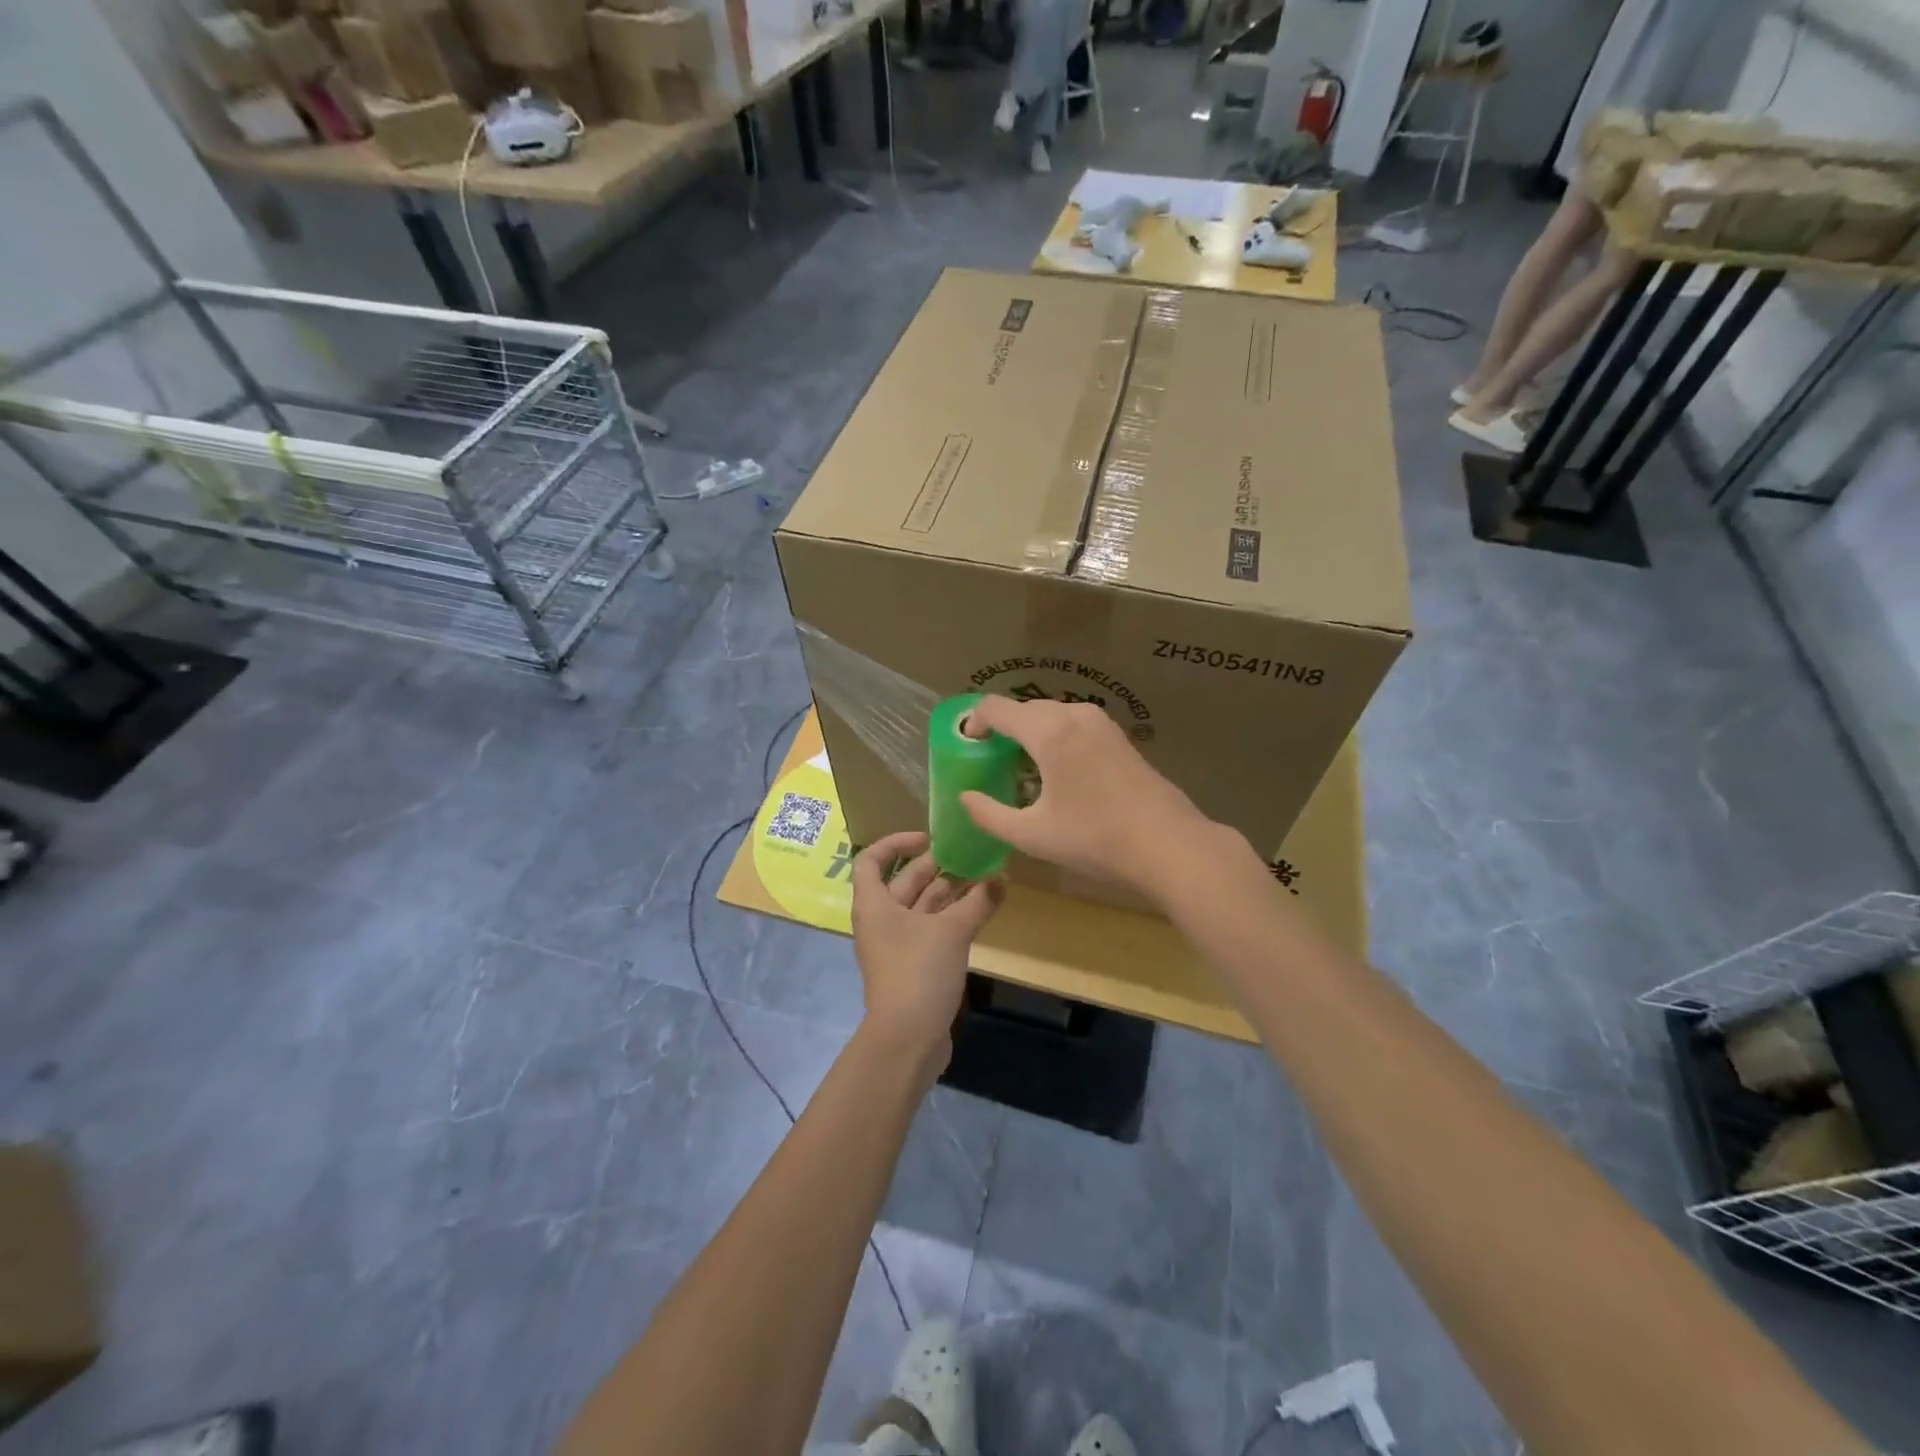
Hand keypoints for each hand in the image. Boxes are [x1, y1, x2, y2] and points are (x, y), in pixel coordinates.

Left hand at [850, 831, 1003, 1063]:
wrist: (908, 1040)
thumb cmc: (918, 973)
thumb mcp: (952, 931)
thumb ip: (978, 901)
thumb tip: (1002, 878)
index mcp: (875, 905)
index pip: (871, 860)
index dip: (895, 843)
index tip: (928, 839)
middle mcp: (882, 921)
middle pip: (905, 882)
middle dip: (936, 867)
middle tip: (971, 854)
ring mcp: (898, 945)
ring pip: (923, 907)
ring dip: (951, 892)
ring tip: (986, 877)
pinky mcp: (915, 966)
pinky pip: (933, 930)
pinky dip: (954, 917)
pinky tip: (982, 909)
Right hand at [958, 696, 1211, 900]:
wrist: (1169, 844)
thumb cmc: (1094, 838)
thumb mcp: (1032, 834)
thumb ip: (989, 814)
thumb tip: (966, 798)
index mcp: (1048, 730)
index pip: (995, 708)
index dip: (974, 724)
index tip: (968, 750)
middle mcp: (1074, 714)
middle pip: (1024, 709)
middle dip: (1002, 731)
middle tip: (991, 765)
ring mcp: (1101, 723)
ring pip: (1051, 717)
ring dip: (1030, 736)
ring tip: (1022, 773)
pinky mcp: (1119, 737)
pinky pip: (1074, 727)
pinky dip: (1056, 740)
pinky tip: (1058, 776)